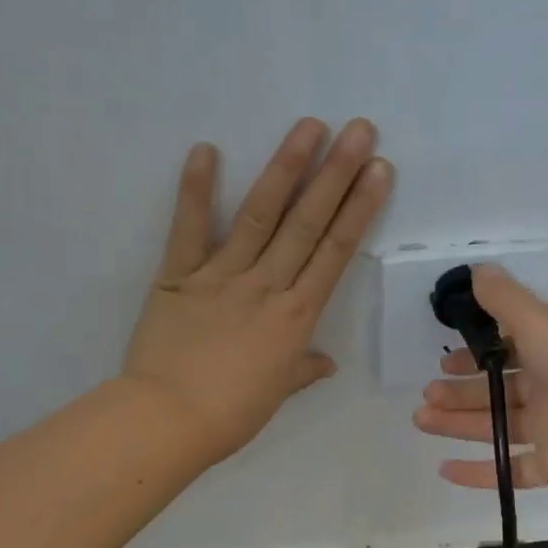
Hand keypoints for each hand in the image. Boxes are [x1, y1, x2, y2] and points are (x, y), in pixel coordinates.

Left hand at [122, 118, 392, 463]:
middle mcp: (266, 286)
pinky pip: (188, 228)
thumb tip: (326, 363)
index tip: (379, 171)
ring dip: (286, 168)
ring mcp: (222, 276)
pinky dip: (195, 190)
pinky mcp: (179, 275)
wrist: (168, 421)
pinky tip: (206, 149)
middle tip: (359, 129)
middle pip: (308, 223)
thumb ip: (303, 369)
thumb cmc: (230, 414)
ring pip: (260, 215)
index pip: (336, 252)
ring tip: (309, 126)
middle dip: (337, 174)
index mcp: (296, 316)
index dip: (360, 208)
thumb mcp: (277, 392)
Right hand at [412, 266, 547, 495]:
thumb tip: (476, 270)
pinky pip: (512, 470)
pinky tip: (445, 470)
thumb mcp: (545, 323)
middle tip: (425, 398)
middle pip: (497, 391)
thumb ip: (506, 301)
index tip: (443, 362)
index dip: (474, 357)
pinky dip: (481, 471)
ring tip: (421, 422)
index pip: (507, 351)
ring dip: (459, 425)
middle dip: (459, 393)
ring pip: (497, 427)